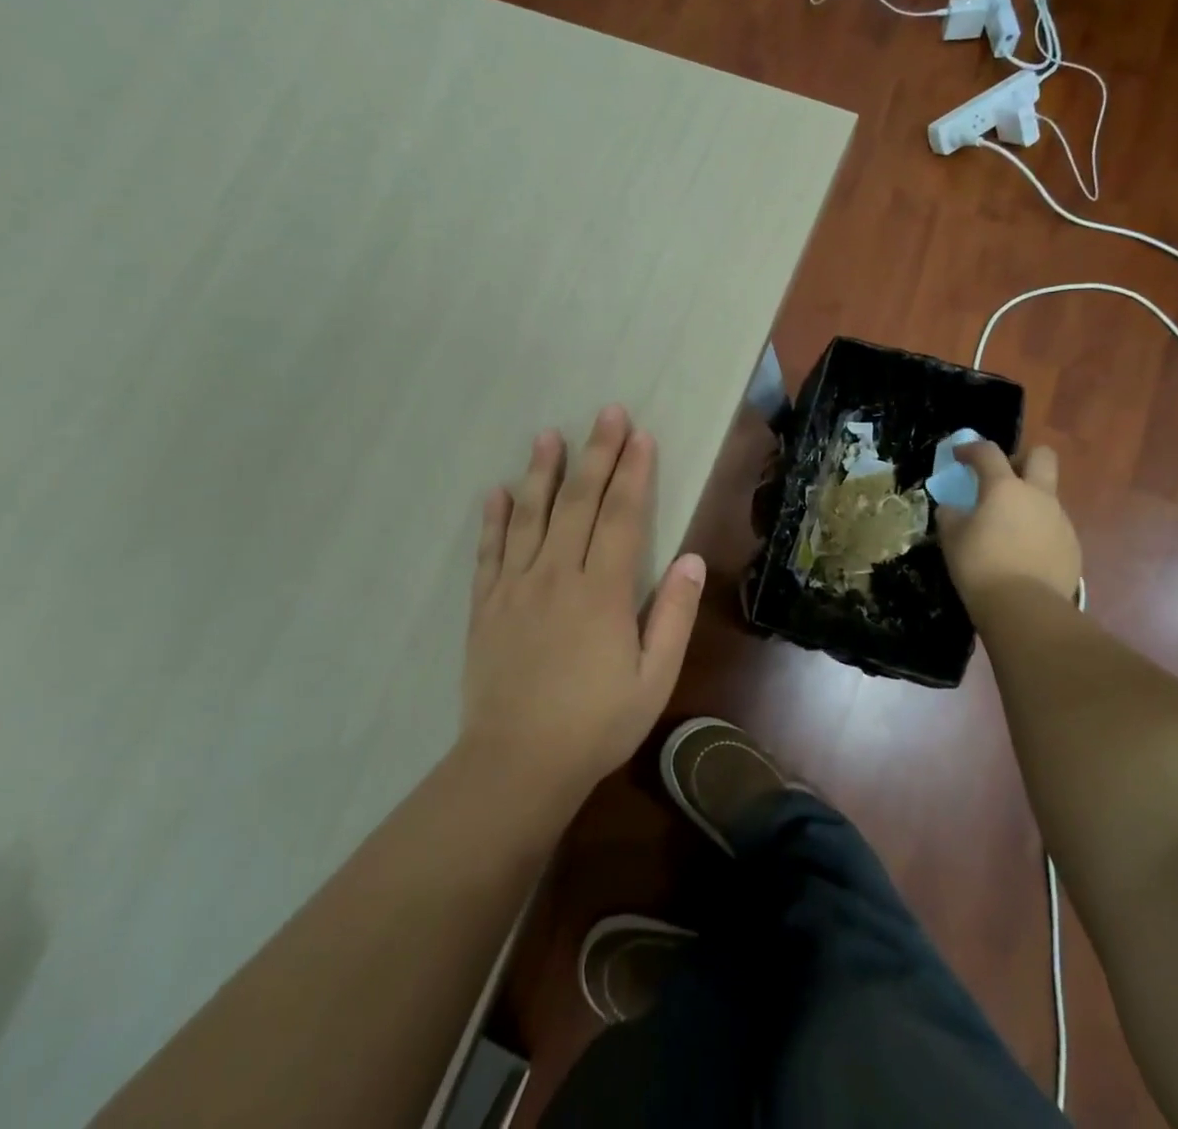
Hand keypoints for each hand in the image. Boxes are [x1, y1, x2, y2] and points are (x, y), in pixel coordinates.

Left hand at [461, 405, 705, 796]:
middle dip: (596, 454)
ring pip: (531, 516)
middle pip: (578, 502)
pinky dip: (494, 519)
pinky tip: (497, 491)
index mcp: (602, 591)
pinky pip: (490, 551)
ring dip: (542, 472)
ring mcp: (516, 587)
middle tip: (606, 413)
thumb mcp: (654, 679)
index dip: (634, 472)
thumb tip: (692, 560)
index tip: (641, 435)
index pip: (622, 516)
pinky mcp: (486, 605)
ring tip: (548, 435)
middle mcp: (557, 575)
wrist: (516, 764)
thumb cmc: (596, 724)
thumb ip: (673, 616)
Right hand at [935, 443, 1081, 607]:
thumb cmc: (980, 565)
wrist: (1025, 608)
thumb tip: (954, 509)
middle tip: (1002, 478)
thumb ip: (951, 515)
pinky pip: (1053, 527)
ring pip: (1047, 496)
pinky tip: (1022, 553)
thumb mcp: (952, 537)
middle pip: (1041, 456)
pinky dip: (1037, 531)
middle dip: (1021, 459)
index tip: (959, 456)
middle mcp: (1038, 496)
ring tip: (1007, 527)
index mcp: (1005, 487)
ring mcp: (1060, 521)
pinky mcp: (1072, 546)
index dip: (971, 449)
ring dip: (1028, 501)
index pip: (988, 452)